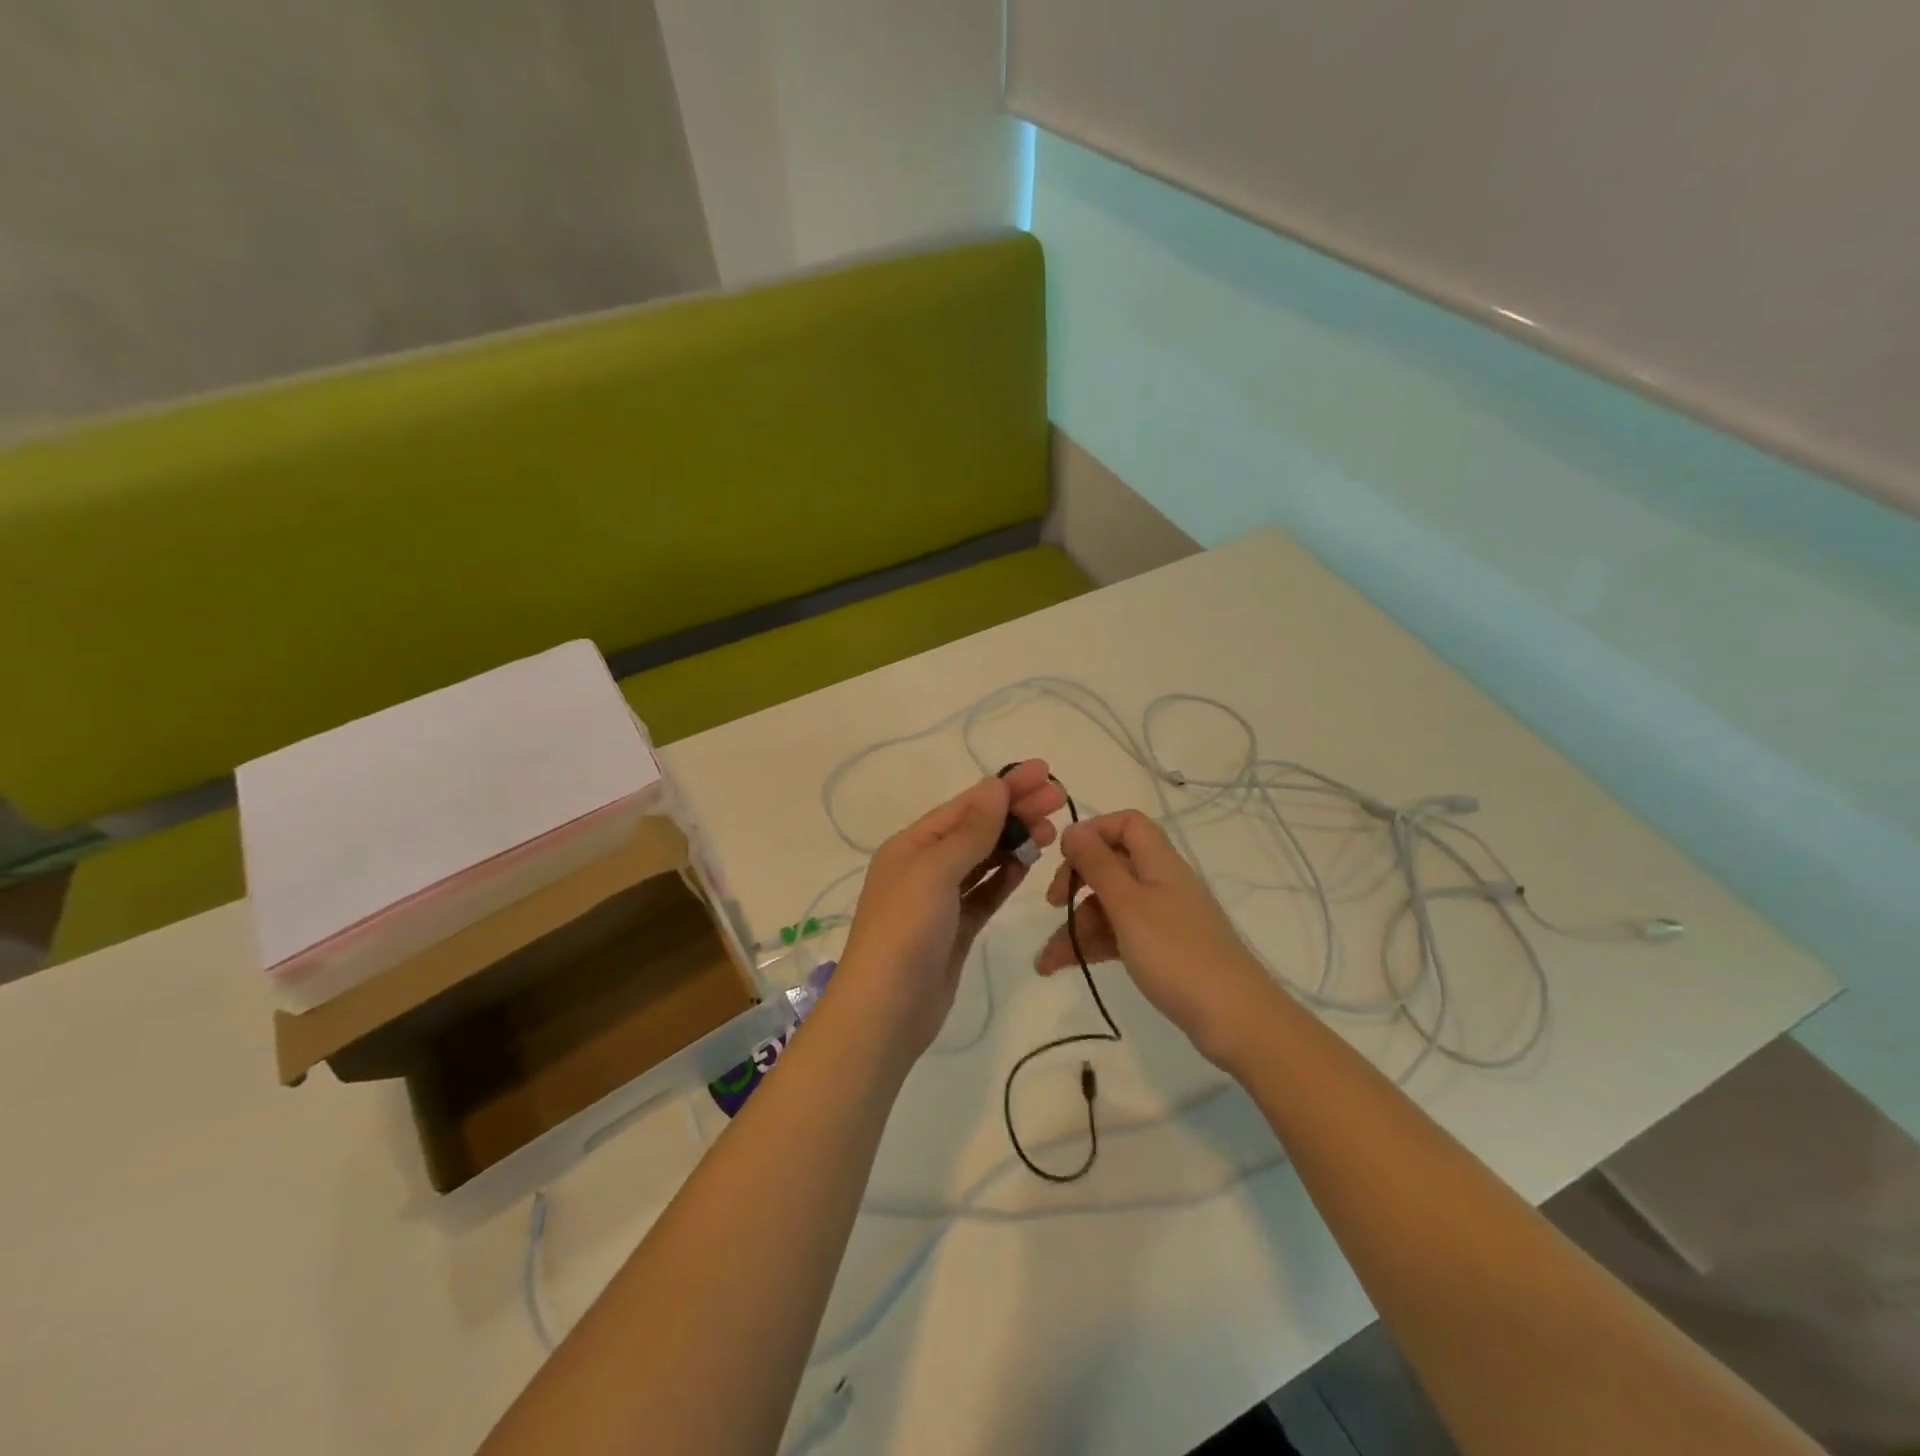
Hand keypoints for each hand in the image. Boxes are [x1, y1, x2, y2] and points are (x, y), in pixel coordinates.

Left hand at [835, 761, 1066, 1058]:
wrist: (886, 1011)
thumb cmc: (905, 931)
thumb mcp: (935, 871)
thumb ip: (970, 831)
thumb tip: (994, 786)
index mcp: (911, 845)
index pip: (965, 806)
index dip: (1004, 787)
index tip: (1043, 772)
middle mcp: (924, 866)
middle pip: (977, 829)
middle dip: (1016, 811)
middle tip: (1059, 798)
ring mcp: (940, 900)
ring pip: (984, 860)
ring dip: (1015, 841)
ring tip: (1051, 830)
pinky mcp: (956, 929)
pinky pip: (985, 893)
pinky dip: (1006, 876)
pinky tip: (1029, 864)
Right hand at [1035, 810, 1277, 1068]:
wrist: (1234, 1019)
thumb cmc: (1176, 954)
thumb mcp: (1128, 906)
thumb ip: (1098, 865)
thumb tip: (1073, 829)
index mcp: (1159, 862)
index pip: (1127, 824)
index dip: (1093, 832)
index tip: (1064, 858)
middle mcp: (1161, 882)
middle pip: (1112, 865)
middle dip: (1076, 882)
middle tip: (1051, 905)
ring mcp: (1163, 918)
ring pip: (1111, 905)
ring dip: (1076, 925)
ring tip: (1046, 961)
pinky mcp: (1162, 949)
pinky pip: (1119, 934)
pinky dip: (1092, 945)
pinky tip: (1063, 966)